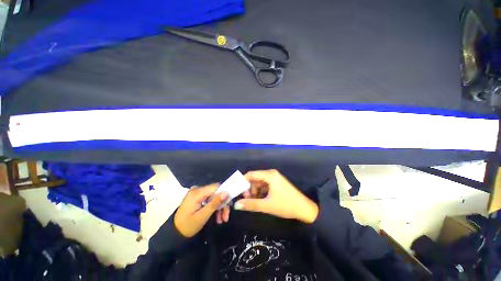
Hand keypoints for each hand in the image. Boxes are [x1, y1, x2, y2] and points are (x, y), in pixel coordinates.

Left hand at [174, 184, 228, 237]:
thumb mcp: (203, 216)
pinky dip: (214, 207)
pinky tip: (217, 217)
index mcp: (197, 192)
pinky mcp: (197, 197)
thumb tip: (227, 192)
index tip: (229, 205)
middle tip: (226, 217)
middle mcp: (197, 189)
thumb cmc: (188, 226)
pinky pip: (209, 199)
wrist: (174, 234)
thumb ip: (215, 203)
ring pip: (214, 196)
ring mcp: (197, 193)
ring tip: (222, 219)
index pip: (216, 187)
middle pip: (216, 192)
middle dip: (222, 204)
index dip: (224, 194)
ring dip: (219, 207)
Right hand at [234, 170, 318, 223]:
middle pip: (254, 178)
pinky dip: (260, 191)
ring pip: (259, 182)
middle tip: (247, 200)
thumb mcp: (267, 206)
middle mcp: (271, 173)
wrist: (304, 209)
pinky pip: (264, 184)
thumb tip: (236, 205)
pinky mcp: (276, 182)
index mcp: (269, 175)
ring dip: (254, 191)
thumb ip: (251, 204)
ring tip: (254, 201)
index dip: (242, 182)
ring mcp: (274, 177)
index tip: (237, 192)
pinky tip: (261, 199)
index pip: (250, 174)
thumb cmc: (286, 206)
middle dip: (249, 188)